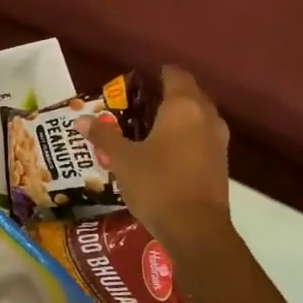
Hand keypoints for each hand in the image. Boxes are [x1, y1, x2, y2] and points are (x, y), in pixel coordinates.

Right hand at [88, 66, 232, 247]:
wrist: (195, 228)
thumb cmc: (157, 184)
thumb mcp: (123, 160)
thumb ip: (104, 136)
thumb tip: (81, 120)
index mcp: (183, 107)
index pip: (176, 75)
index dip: (159, 73)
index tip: (141, 80)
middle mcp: (206, 116)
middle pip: (190, 94)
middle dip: (168, 95)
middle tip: (140, 105)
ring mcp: (218, 140)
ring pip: (198, 117)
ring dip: (179, 118)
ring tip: (150, 129)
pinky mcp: (221, 163)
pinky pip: (202, 138)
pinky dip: (186, 138)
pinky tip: (165, 153)